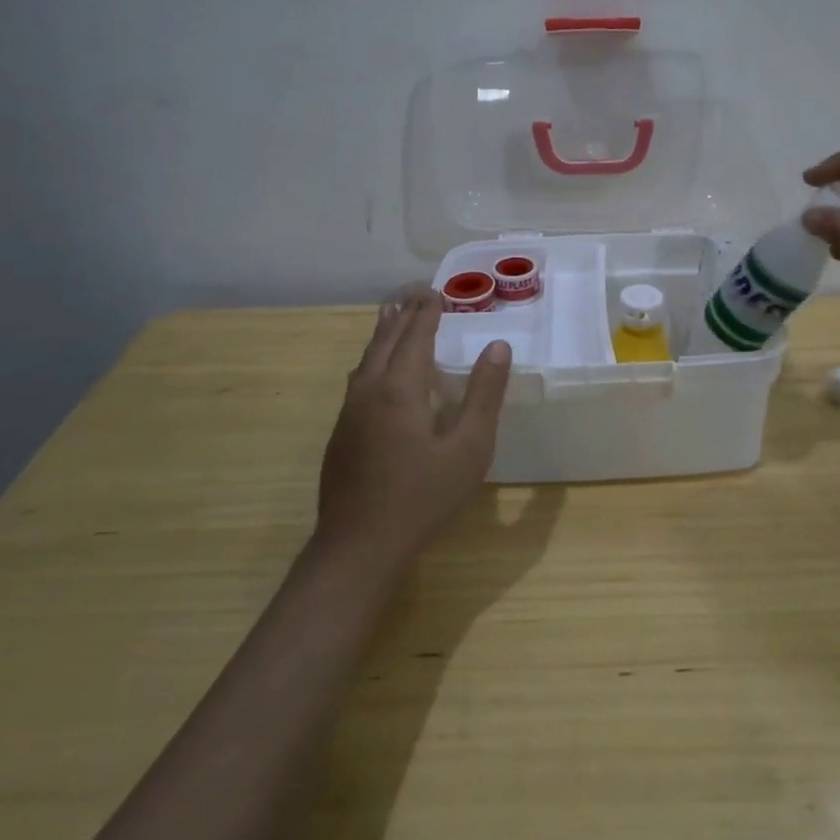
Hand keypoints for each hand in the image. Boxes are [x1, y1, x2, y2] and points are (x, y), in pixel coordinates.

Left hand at [315, 291, 511, 569]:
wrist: (358, 547)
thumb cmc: (422, 496)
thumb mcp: (469, 447)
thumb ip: (484, 395)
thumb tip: (498, 347)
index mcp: (401, 388)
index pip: (416, 336)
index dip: (427, 313)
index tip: (436, 292)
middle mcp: (370, 391)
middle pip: (385, 341)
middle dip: (402, 315)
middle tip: (414, 292)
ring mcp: (350, 414)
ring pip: (366, 361)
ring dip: (382, 334)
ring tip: (390, 317)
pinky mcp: (341, 436)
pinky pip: (358, 381)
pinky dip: (372, 361)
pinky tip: (374, 374)